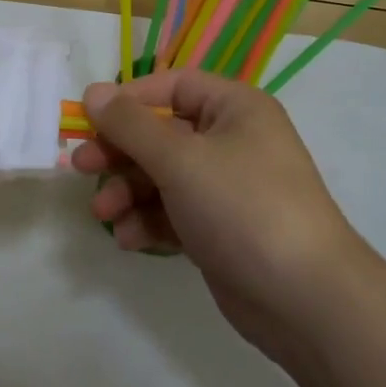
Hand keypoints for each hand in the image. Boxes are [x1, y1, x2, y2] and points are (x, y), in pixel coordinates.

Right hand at [72, 69, 368, 367]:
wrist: (305, 300)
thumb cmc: (242, 208)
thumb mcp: (180, 159)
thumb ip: (131, 124)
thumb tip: (93, 90)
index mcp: (235, 108)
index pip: (173, 86)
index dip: (129, 99)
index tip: (89, 120)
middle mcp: (232, 140)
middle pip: (162, 133)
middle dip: (120, 152)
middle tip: (80, 167)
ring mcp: (227, 187)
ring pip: (163, 176)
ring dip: (129, 191)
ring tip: (103, 214)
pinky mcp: (220, 228)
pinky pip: (174, 212)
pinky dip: (149, 221)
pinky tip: (128, 238)